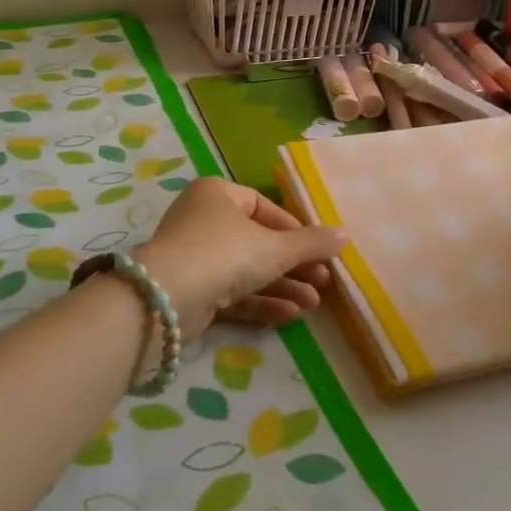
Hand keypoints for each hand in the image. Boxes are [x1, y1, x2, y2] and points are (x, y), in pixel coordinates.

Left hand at [133, 177, 343, 337]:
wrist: (165, 299)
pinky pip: (232, 293)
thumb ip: (311, 243)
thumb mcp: (275, 247)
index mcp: (218, 194)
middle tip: (323, 282)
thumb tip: (345, 235)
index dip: (294, 229)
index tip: (318, 251)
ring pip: (246, 271)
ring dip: (282, 286)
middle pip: (257, 242)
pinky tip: (291, 315)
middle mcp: (203, 220)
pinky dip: (260, 301)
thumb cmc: (224, 253)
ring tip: (314, 303)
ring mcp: (194, 257)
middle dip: (292, 265)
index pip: (264, 208)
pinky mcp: (191, 292)